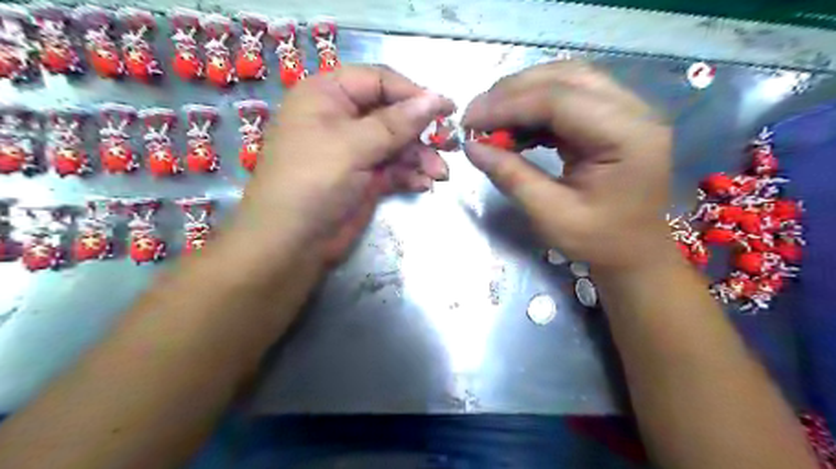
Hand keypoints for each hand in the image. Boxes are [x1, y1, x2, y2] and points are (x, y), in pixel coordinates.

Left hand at [231, 65, 453, 265]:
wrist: (292, 244)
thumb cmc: (313, 182)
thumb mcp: (353, 146)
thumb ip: (397, 123)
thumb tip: (437, 98)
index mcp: (327, 95)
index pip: (379, 81)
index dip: (413, 93)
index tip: (446, 110)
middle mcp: (342, 119)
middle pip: (392, 114)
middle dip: (420, 132)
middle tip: (449, 144)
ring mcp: (355, 151)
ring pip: (397, 144)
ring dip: (420, 158)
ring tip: (441, 174)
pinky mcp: (365, 178)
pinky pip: (394, 169)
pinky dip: (410, 175)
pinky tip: (424, 185)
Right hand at [463, 60, 671, 270]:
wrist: (637, 251)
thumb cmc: (600, 241)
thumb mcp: (551, 216)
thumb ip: (511, 177)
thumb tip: (472, 147)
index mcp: (628, 136)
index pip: (559, 100)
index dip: (507, 106)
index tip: (468, 122)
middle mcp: (634, 111)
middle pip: (564, 77)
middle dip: (511, 92)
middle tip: (475, 117)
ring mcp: (626, 110)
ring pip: (565, 80)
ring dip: (521, 95)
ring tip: (489, 121)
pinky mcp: (612, 118)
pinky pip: (568, 98)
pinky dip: (534, 108)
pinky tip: (513, 128)